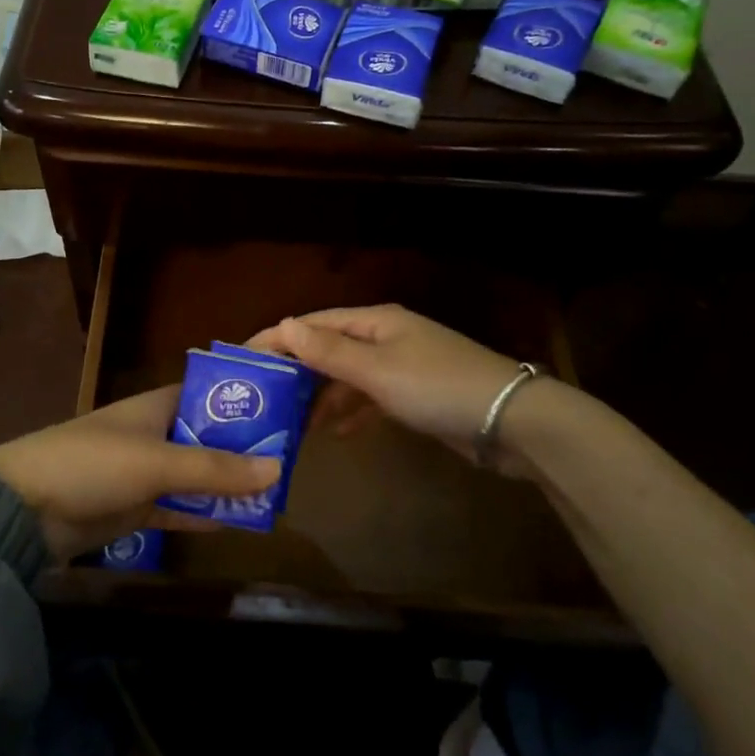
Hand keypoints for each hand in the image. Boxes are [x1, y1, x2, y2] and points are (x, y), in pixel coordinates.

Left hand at [0, 386, 280, 559]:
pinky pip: (177, 509)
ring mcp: (142, 473)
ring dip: (225, 487)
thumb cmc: (92, 464)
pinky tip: (235, 522)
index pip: (210, 396)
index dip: (244, 404)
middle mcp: (154, 434)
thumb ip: (215, 470)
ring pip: (194, 477)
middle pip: (207, 439)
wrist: (21, 509)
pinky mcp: (132, 509)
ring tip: (274, 497)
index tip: (285, 416)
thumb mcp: (158, 463)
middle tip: (290, 466)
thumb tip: (278, 468)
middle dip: (242, 452)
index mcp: (157, 406)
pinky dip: (201, 514)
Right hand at [248, 304, 533, 463]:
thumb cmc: (437, 387)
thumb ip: (328, 351)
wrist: (511, 422)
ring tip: (290, 422)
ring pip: (349, 377)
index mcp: (376, 322)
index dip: (278, 339)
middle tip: (262, 397)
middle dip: (297, 371)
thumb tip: (282, 325)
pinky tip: (335, 433)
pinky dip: (351, 412)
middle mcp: (386, 338)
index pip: (314, 323)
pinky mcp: (415, 396)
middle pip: (330, 349)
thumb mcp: (377, 370)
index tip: (242, 359)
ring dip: (321, 396)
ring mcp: (403, 367)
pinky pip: (370, 399)